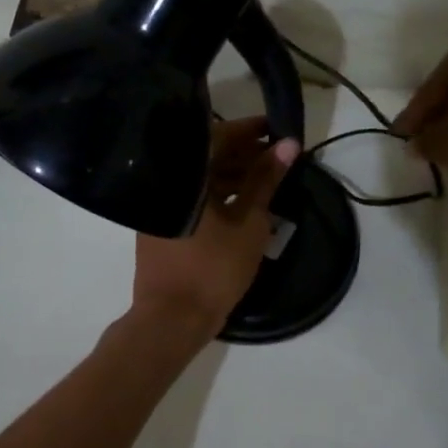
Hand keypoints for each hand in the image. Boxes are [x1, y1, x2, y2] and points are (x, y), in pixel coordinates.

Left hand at [133, 118, 299, 335]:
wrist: (172, 318)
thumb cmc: (214, 269)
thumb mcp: (249, 223)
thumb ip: (266, 180)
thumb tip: (287, 144)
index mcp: (185, 175)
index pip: (219, 136)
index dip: (250, 130)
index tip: (277, 128)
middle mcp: (167, 182)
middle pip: (207, 154)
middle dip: (244, 152)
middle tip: (277, 156)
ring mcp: (160, 202)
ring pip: (200, 176)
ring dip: (232, 173)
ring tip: (266, 179)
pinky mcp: (160, 221)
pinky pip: (192, 195)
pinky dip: (216, 193)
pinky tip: (242, 201)